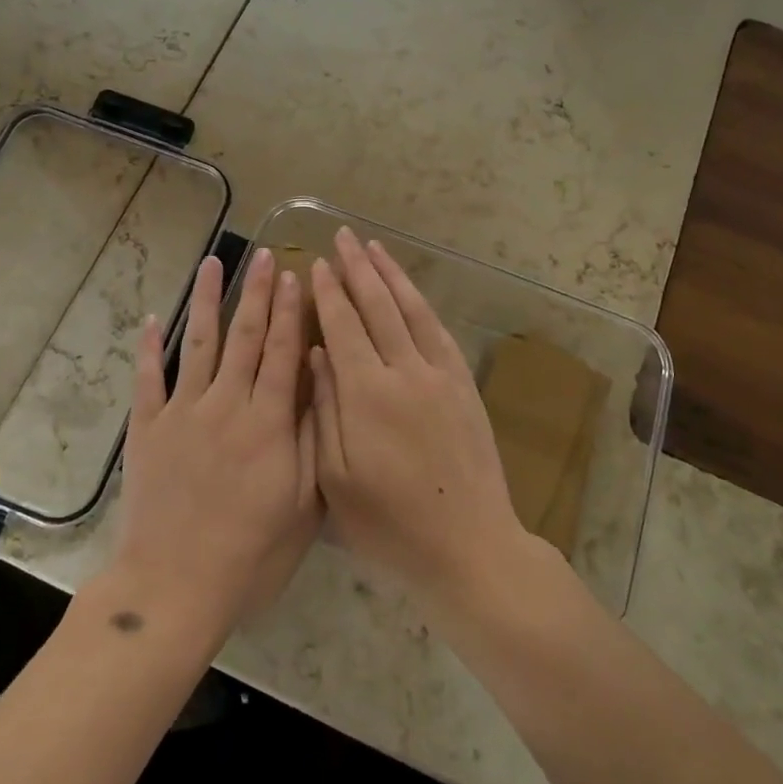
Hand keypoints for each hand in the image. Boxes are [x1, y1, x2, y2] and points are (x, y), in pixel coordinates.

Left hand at [111, 247, 320, 643]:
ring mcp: (182, 413)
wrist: (174, 588)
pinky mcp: (147, 429)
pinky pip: (148, 379)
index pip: (283, 352)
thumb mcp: (302, 503)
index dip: (291, 312)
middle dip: (257, 292)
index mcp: (267, 422)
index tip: (296, 275)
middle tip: (264, 255)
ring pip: (199, 344)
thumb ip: (311, 436)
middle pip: (245, 336)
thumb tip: (317, 378)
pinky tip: (155, 319)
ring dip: (207, 301)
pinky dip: (150, 348)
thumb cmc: (250, 554)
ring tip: (213, 263)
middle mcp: (226, 404)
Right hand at [308, 227, 532, 605]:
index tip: (317, 264)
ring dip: (391, 275)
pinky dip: (421, 304)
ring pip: (411, 310)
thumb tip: (314, 355)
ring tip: (374, 247)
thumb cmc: (389, 525)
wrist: (468, 547)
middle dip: (357, 268)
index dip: (328, 293)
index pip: (343, 326)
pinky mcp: (464, 386)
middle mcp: (405, 372)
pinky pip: (439, 332)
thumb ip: (323, 410)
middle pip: (377, 306)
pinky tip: (411, 292)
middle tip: (341, 236)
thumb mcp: (336, 479)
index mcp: (367, 394)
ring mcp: (440, 375)